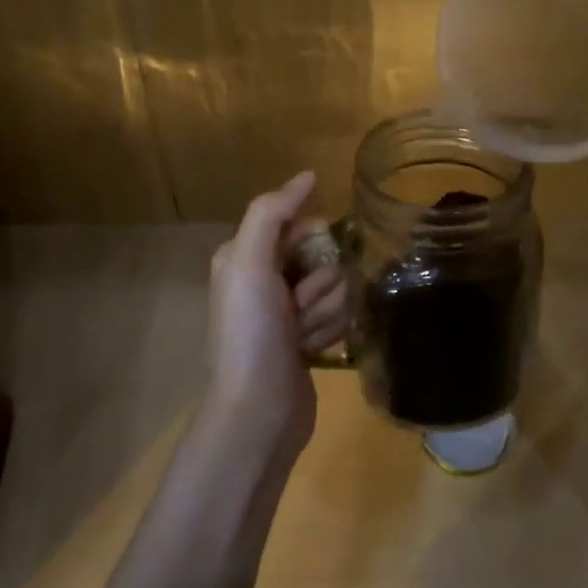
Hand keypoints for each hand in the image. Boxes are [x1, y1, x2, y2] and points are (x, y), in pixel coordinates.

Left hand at [203, 172, 348, 457]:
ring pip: (337, 287)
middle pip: (323, 256)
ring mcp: (288, 312)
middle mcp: (266, 279)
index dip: (311, 243)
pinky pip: (340, 315)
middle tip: (298, 311)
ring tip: (303, 338)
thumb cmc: (251, 333)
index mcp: (247, 256)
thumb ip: (272, 213)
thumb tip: (309, 176)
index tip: (300, 272)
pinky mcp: (308, 339)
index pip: (300, 224)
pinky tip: (315, 351)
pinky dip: (332, 331)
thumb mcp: (249, 263)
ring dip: (327, 311)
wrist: (258, 411)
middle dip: (321, 283)